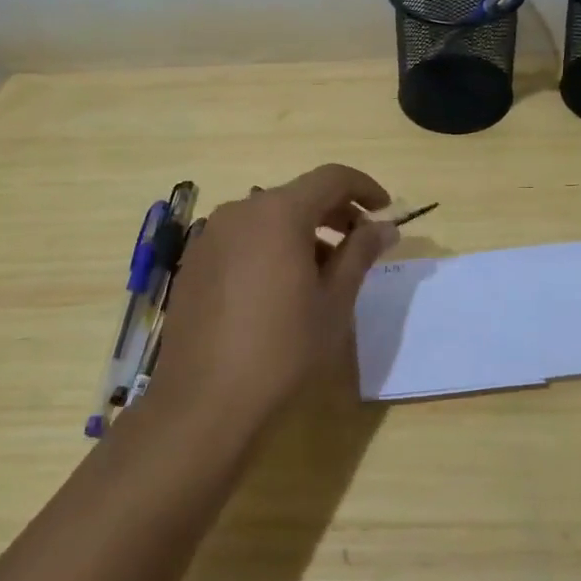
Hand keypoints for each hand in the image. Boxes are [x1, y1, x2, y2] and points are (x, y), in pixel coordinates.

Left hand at [149, 164, 396, 437]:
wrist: (204, 402)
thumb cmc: (282, 350)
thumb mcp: (334, 302)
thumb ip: (360, 253)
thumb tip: (383, 227)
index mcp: (279, 213)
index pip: (331, 178)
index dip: (364, 187)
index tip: (385, 210)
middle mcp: (241, 211)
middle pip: (298, 195)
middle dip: (335, 212)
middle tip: (361, 243)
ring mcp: (211, 236)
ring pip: (269, 218)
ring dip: (303, 232)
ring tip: (325, 272)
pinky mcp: (195, 262)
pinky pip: (243, 238)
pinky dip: (272, 247)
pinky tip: (282, 287)